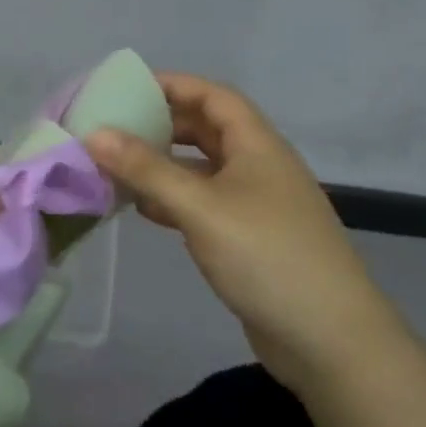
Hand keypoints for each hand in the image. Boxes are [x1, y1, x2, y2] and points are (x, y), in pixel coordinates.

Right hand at [86, 72, 405, 388]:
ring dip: (164, 165)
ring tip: (117, 165)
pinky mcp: (249, 239)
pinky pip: (204, 204)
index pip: (213, 96)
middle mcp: (259, 166)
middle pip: (207, 130)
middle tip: (114, 127)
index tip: (126, 87)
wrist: (331, 342)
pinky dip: (174, 200)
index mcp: (257, 145)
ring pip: (203, 169)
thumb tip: (94, 134)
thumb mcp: (200, 207)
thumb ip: (146, 169)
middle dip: (162, 124)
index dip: (173, 84)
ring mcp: (256, 204)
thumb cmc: (266, 256)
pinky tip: (143, 210)